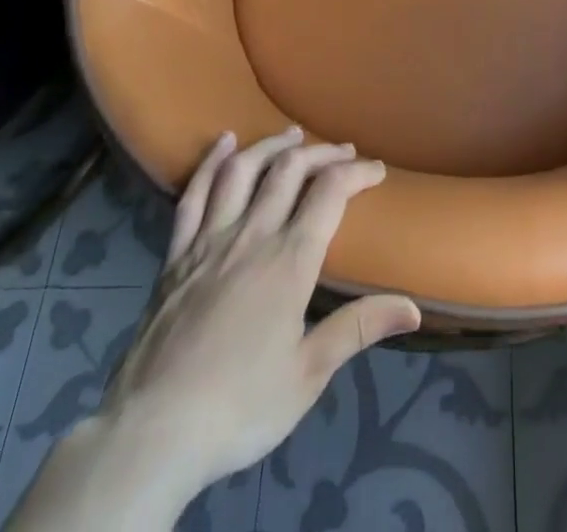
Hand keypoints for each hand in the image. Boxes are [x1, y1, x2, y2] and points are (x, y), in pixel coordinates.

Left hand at [7, 128, 420, 531]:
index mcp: (289, 261)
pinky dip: (210, 163)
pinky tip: (223, 143)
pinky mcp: (176, 256)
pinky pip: (193, 195)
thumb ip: (359, 328)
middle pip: (290, 171)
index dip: (358, 173)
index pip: (331, 194)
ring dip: (272, 146)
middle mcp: (252, 236)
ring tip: (292, 135)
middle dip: (322, 153)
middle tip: (343, 151)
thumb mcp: (308, 375)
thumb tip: (413, 308)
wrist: (153, 432)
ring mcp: (209, 241)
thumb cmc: (240, 407)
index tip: (377, 170)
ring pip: (243, 171)